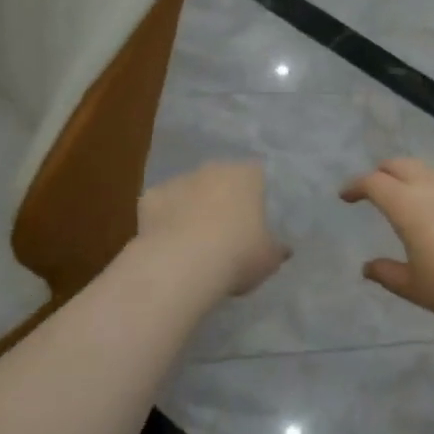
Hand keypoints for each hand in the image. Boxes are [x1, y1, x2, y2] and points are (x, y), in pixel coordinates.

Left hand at [138, 162, 289, 297]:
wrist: (182, 264)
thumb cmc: (238, 254)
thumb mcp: (269, 259)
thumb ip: (276, 249)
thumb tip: (283, 249)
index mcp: (248, 175)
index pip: (257, 176)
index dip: (256, 197)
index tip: (256, 220)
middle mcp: (213, 168)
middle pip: (221, 180)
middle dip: (223, 199)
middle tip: (226, 231)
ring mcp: (179, 180)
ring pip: (190, 192)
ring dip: (193, 209)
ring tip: (195, 243)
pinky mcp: (150, 197)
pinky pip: (163, 207)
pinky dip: (165, 221)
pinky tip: (169, 244)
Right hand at [340, 159, 433, 329]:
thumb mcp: (414, 287)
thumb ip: (387, 273)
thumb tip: (368, 267)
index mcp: (408, 206)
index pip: (374, 183)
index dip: (356, 186)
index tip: (345, 196)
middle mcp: (433, 188)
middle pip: (400, 165)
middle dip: (381, 172)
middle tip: (371, 189)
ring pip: (426, 170)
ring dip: (408, 176)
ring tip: (404, 197)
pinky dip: (432, 185)